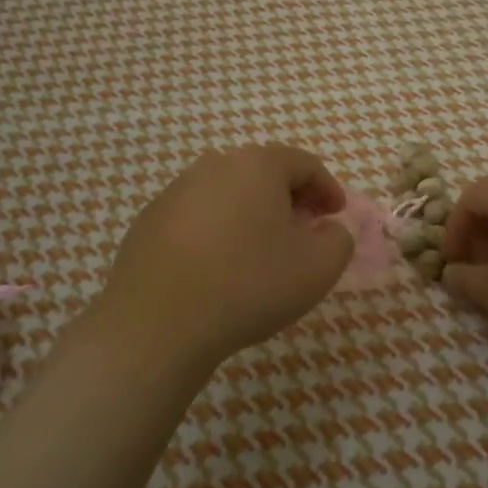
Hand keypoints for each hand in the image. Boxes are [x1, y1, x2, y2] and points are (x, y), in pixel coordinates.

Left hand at [92, 145, 354, 372]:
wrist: (157, 323)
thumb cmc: (249, 285)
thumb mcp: (318, 268)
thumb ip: (338, 240)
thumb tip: (328, 230)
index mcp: (257, 165)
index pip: (304, 164)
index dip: (328, 189)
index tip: (336, 216)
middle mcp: (214, 166)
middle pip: (264, 173)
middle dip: (290, 199)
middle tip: (304, 231)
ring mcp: (175, 192)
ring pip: (228, 194)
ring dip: (252, 214)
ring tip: (261, 252)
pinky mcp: (149, 221)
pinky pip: (197, 217)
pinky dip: (218, 232)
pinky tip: (219, 268)